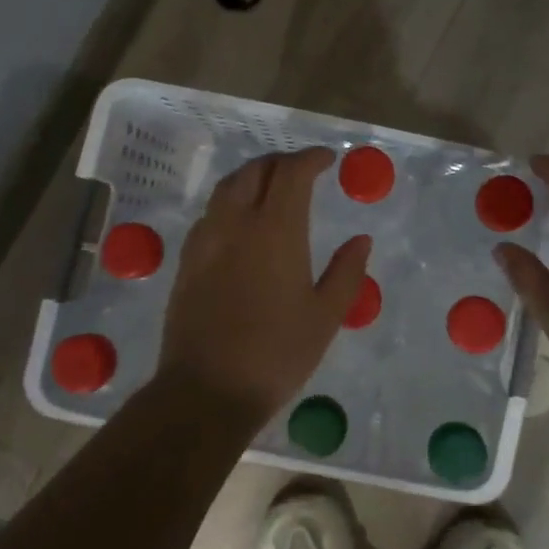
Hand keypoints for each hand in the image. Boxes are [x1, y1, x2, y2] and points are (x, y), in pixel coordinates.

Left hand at [156, 146, 370, 422]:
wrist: (206, 390)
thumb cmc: (276, 354)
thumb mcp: (325, 316)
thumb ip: (346, 271)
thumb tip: (361, 239)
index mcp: (276, 231)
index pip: (292, 173)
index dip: (311, 159)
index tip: (328, 160)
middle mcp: (236, 224)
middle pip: (254, 171)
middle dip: (281, 162)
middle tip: (302, 170)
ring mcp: (206, 241)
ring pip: (227, 188)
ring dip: (253, 177)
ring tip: (272, 188)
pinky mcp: (187, 261)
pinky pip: (211, 214)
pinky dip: (231, 202)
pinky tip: (241, 223)